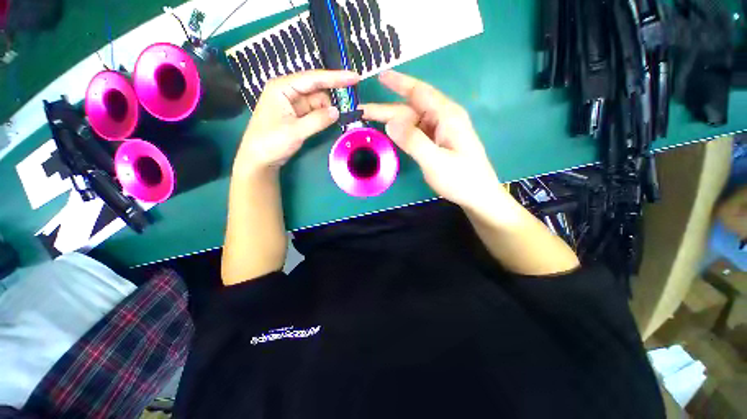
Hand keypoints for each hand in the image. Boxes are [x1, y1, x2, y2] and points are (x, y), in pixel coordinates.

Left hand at [234, 70, 359, 175]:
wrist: (259, 159)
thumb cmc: (271, 142)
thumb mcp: (296, 131)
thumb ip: (318, 120)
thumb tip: (337, 112)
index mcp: (282, 87)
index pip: (313, 78)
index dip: (335, 78)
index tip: (355, 77)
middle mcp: (288, 91)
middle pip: (317, 89)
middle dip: (333, 97)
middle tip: (351, 105)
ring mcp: (292, 104)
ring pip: (317, 102)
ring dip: (329, 109)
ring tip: (341, 118)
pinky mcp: (296, 115)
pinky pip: (314, 112)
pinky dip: (324, 116)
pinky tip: (332, 121)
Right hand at [360, 71, 503, 209]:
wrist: (478, 195)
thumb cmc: (461, 179)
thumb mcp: (435, 161)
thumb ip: (413, 141)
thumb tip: (390, 122)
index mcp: (447, 116)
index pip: (419, 92)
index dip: (399, 83)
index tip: (381, 75)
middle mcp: (444, 118)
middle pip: (412, 108)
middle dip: (387, 108)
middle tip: (362, 110)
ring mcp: (441, 131)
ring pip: (412, 120)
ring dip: (392, 120)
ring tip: (371, 120)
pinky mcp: (437, 142)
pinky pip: (416, 131)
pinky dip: (402, 131)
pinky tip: (392, 132)